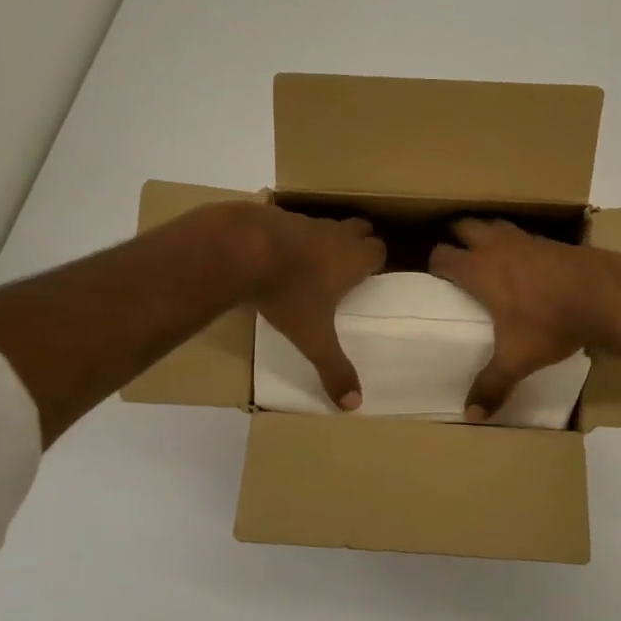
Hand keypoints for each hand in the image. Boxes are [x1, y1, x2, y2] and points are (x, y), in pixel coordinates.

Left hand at [249, 205, 385, 409]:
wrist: (241, 249)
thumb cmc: (287, 292)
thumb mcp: (312, 338)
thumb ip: (333, 369)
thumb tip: (354, 405)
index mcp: (352, 258)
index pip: (379, 250)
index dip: (376, 261)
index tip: (368, 277)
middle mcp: (334, 234)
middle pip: (359, 228)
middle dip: (358, 243)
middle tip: (347, 267)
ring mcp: (304, 221)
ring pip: (326, 224)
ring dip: (325, 239)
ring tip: (311, 264)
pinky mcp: (275, 215)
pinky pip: (292, 223)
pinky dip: (292, 236)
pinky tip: (277, 255)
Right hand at [429, 218, 620, 421]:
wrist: (607, 296)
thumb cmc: (551, 324)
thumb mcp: (518, 360)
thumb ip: (492, 385)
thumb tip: (471, 416)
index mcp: (479, 270)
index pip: (443, 255)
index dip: (435, 265)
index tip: (437, 279)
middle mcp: (498, 247)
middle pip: (465, 226)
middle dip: (458, 239)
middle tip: (460, 260)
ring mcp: (527, 239)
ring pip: (495, 224)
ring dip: (487, 235)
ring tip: (489, 256)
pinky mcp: (552, 241)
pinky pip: (524, 235)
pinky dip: (518, 244)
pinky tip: (527, 265)